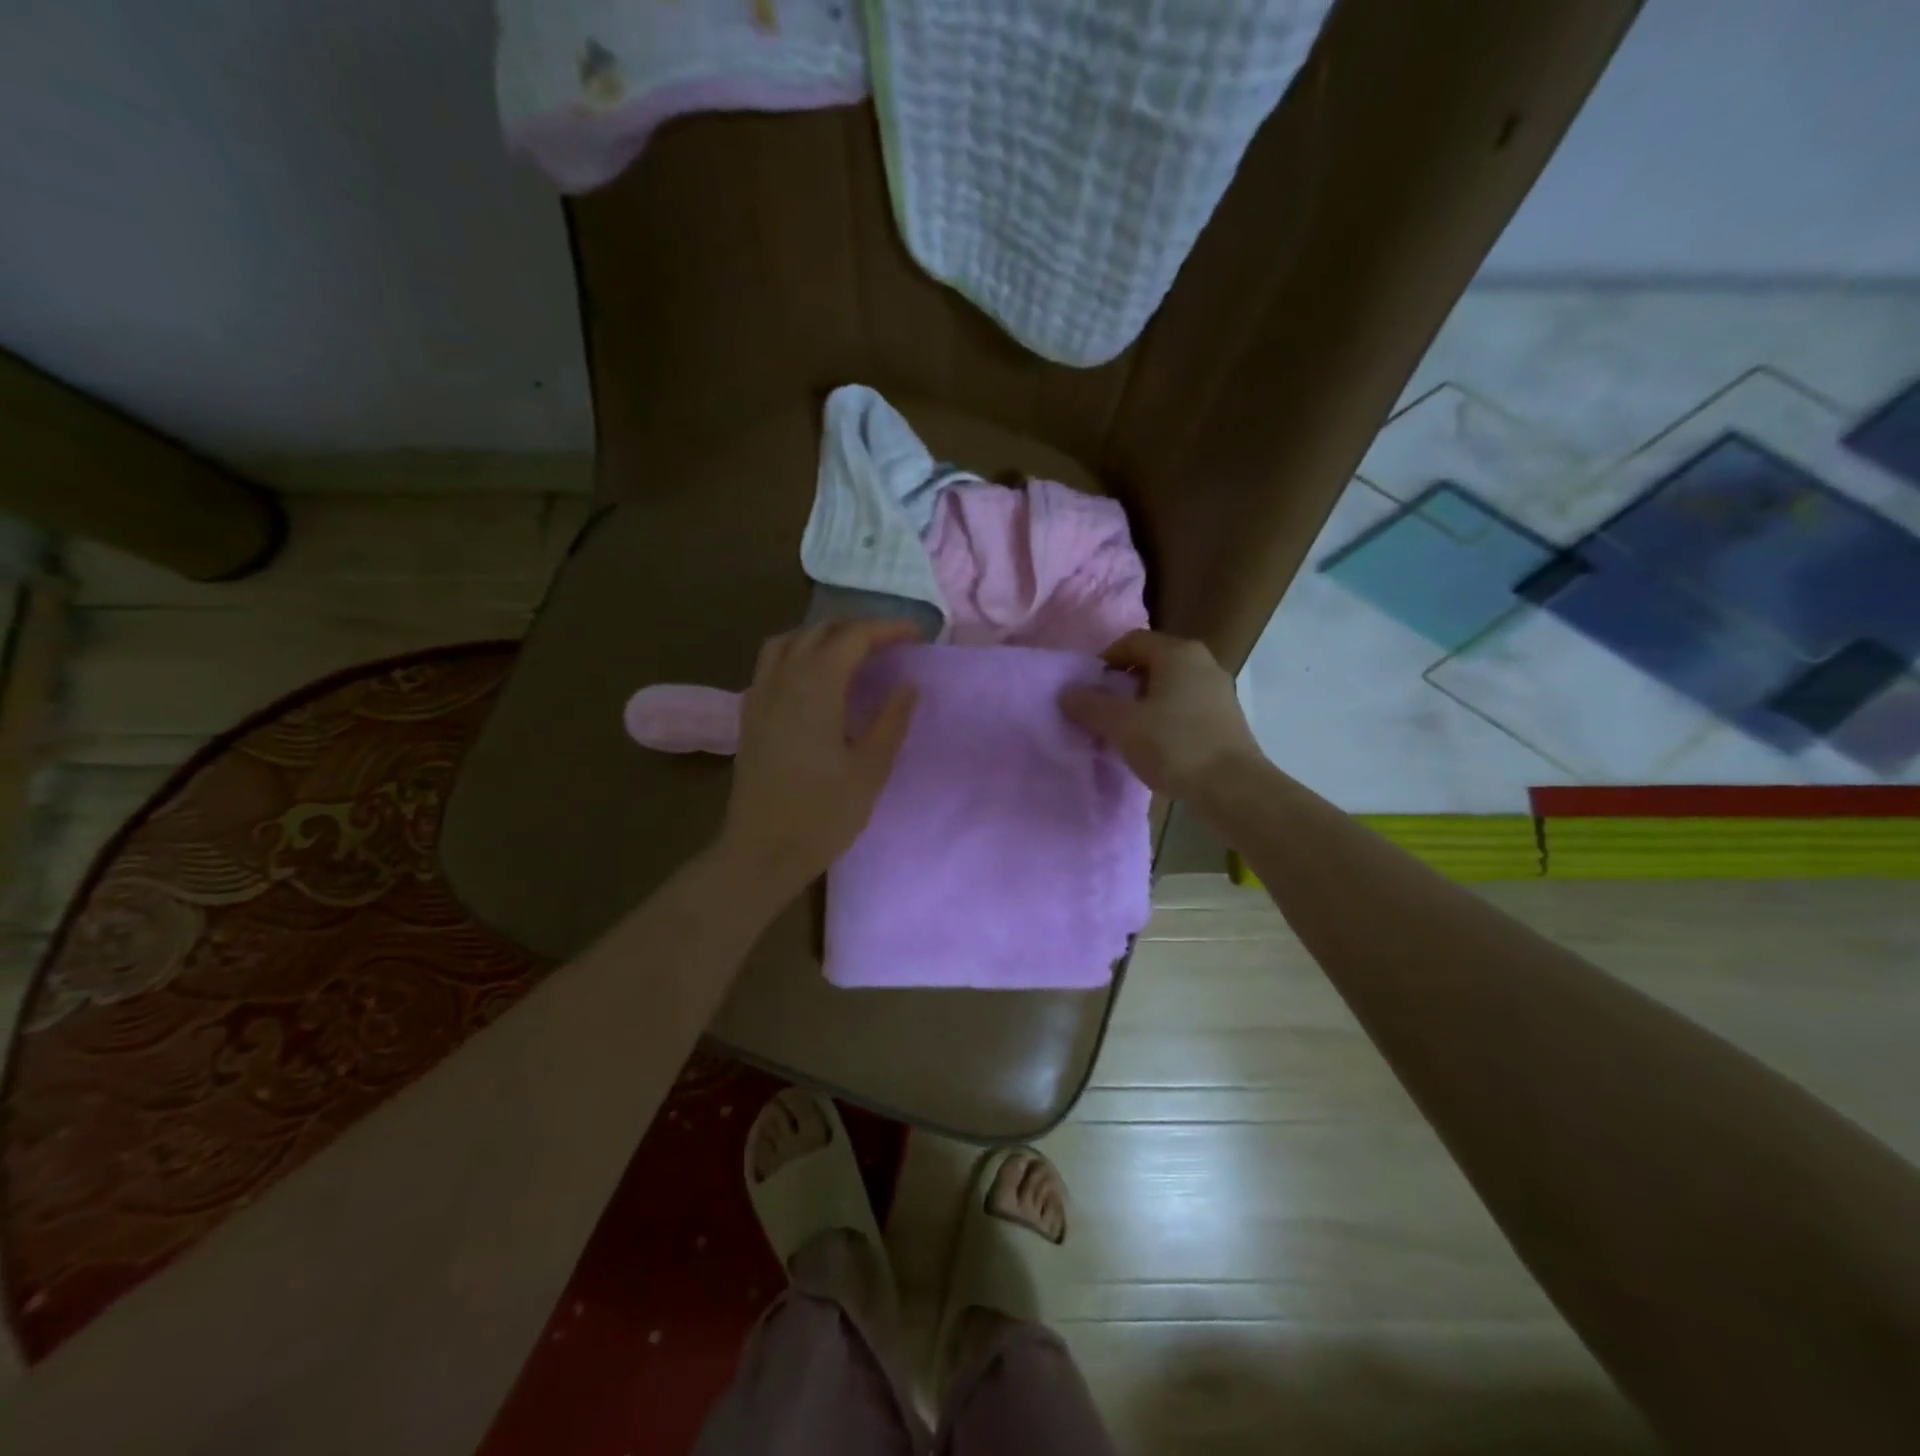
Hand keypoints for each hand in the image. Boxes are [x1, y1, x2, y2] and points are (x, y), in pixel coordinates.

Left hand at [718, 620, 919, 896]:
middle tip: (891, 643)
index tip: (916, 635)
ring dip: (822, 635)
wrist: (762, 850)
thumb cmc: (823, 814)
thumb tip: (908, 686)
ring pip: (788, 641)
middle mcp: (783, 680)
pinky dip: (796, 652)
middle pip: (820, 631)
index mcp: (816, 688)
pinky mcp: (749, 714)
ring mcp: (760, 695)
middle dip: (858, 628)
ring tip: (851, 651)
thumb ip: (891, 721)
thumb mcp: (870, 769)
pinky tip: (812, 677)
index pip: (853, 637)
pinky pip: (770, 663)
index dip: (887, 629)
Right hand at [1059, 629, 1262, 796]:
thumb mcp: (1122, 725)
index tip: (1088, 689)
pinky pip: (1185, 707)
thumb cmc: (1174, 746)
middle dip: (1122, 684)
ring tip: (1125, 732)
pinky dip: (1164, 718)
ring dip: (1142, 704)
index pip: (1131, 641)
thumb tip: (1067, 692)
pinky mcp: (1226, 718)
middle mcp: (1202, 662)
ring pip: (1169, 687)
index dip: (1104, 661)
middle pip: (1151, 663)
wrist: (1232, 788)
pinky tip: (1154, 746)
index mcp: (1178, 653)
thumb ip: (1090, 705)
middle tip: (1102, 711)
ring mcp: (1218, 690)